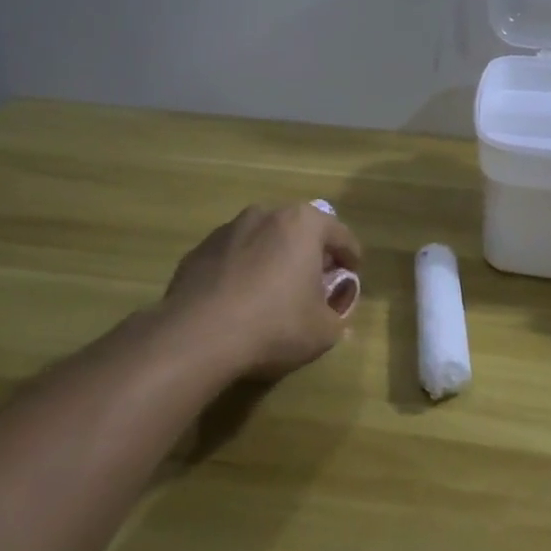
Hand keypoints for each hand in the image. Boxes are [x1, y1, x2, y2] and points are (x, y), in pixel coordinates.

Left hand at [158, 203, 362, 380]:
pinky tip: (240, 301)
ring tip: (274, 291)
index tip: (353, 275)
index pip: (341, 235)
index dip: (351, 257)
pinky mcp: (199, 250)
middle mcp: (266, 214)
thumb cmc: (274, 325)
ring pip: (263, 240)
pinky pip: (233, 257)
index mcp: (303, 224)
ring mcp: (228, 229)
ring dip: (274, 258)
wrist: (198, 336)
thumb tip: (335, 311)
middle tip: (316, 281)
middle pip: (300, 231)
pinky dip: (242, 271)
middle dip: (311, 253)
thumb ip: (338, 315)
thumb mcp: (324, 331)